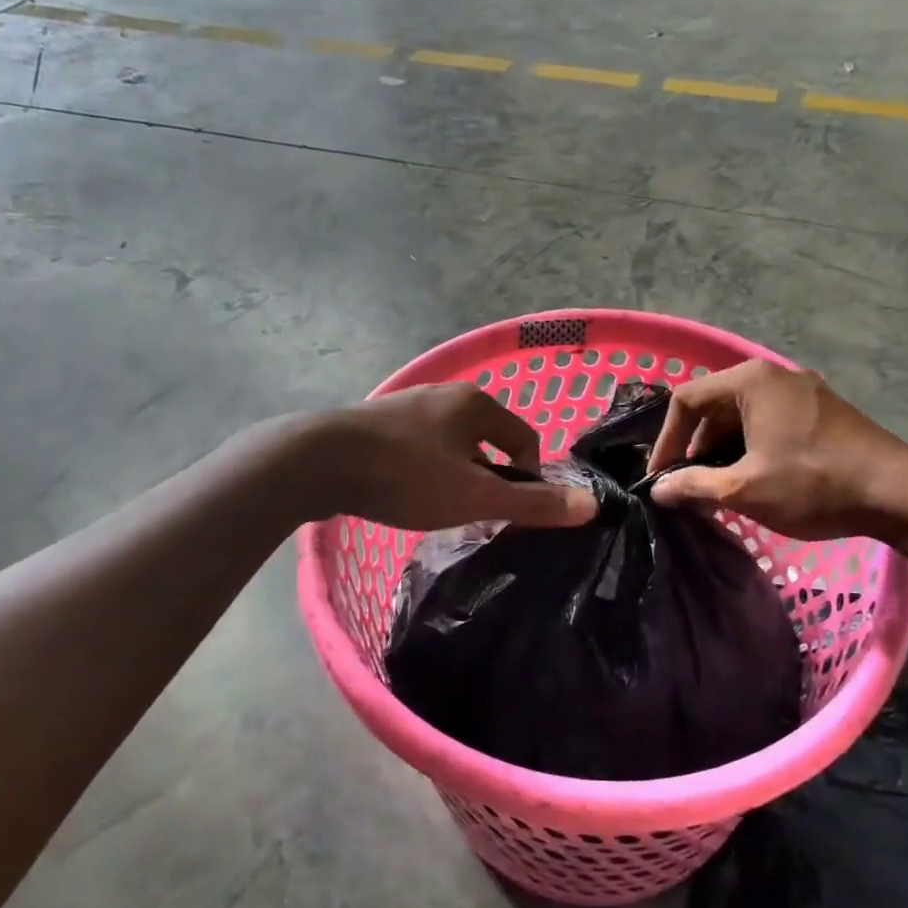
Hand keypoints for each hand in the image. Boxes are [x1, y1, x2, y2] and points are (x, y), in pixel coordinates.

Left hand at [315, 383, 596, 531]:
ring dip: (454, 474)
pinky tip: (405, 494)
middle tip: (475, 513)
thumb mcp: (475, 496)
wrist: (316, 462)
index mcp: (476, 403)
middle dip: (487, 477)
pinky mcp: (375, 423)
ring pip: (449, 445)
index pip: (524, 439)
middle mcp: (444, 395)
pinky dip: (422, 471)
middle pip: (486, 441)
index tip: (510, 510)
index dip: (528, 477)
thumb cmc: (406, 475)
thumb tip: (591, 505)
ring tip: (439, 508)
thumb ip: (532, 503)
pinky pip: (417, 448)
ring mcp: (406, 406)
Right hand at [647, 360, 907, 542]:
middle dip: (696, 448)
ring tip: (719, 489)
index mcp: (750, 382)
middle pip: (714, 406)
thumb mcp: (745, 489)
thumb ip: (694, 485)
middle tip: (689, 486)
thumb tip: (658, 490)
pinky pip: (769, 421)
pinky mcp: (822, 409)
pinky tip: (754, 479)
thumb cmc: (813, 484)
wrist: (899, 492)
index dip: (666, 441)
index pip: (686, 400)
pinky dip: (751, 447)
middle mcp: (774, 375)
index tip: (661, 478)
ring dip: (723, 451)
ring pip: (742, 416)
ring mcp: (802, 390)